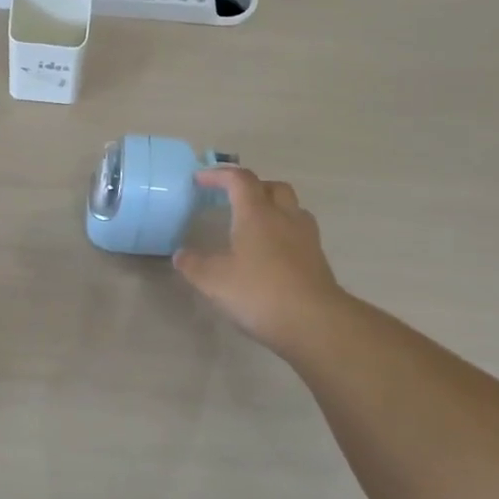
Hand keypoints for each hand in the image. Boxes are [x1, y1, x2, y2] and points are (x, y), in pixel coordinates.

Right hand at [174, 167, 347, 358]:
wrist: (315, 323)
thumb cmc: (259, 293)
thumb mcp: (214, 281)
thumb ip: (194, 265)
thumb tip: (181, 255)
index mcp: (257, 214)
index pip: (239, 179)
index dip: (218, 175)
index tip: (199, 179)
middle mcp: (284, 217)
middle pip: (272, 187)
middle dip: (251, 187)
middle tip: (232, 199)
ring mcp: (306, 238)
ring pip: (291, 208)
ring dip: (272, 207)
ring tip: (253, 224)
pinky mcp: (317, 259)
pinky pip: (299, 232)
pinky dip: (283, 232)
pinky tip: (271, 253)